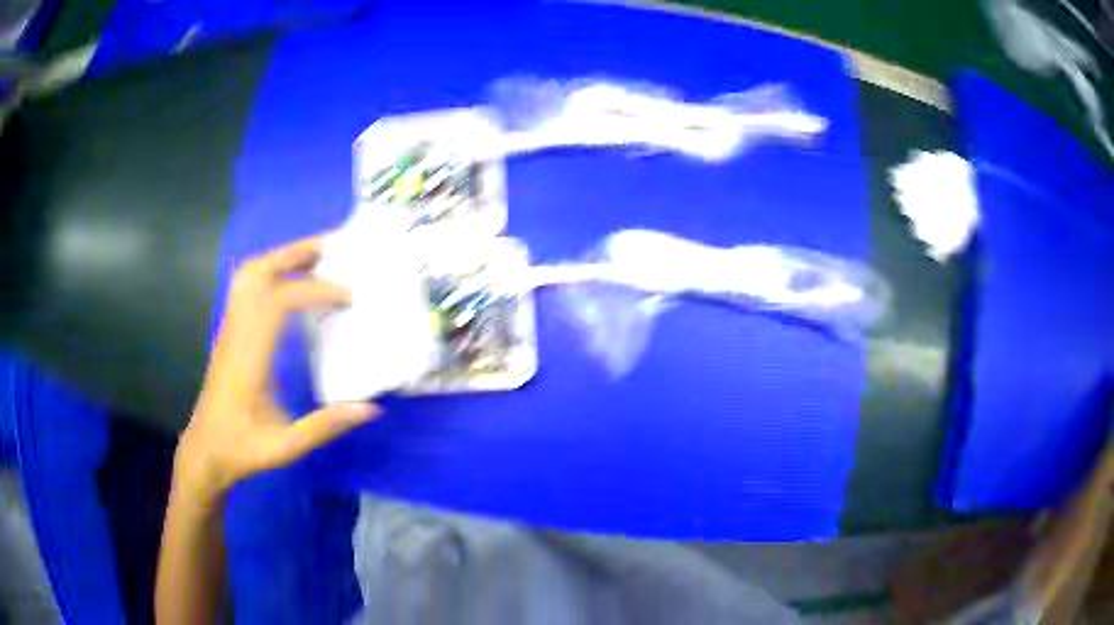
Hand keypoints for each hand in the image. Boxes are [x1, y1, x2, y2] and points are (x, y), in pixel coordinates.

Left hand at [173, 235, 378, 502]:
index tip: (349, 296)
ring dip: (281, 257)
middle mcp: (236, 333)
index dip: (316, 290)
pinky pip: (245, 288)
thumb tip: (371, 408)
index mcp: (249, 357)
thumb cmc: (243, 448)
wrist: (205, 450)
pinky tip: (290, 283)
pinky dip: (270, 272)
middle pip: (258, 272)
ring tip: (314, 256)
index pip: (279, 301)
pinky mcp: (228, 333)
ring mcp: (229, 329)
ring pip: (248, 275)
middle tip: (333, 246)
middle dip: (295, 252)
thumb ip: (325, 426)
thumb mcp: (286, 446)